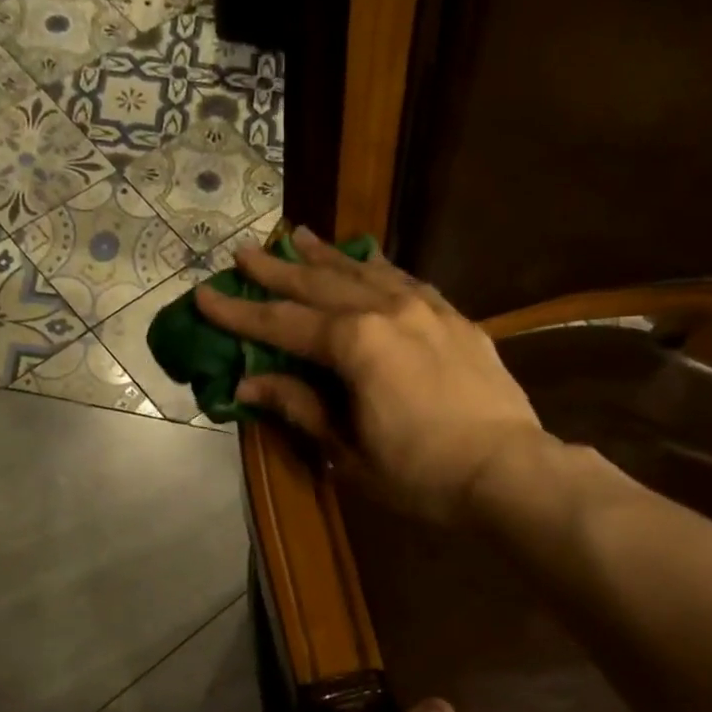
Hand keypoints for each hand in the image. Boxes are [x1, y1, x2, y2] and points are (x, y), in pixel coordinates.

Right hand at [195, 228, 547, 525]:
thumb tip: (249, 383)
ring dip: (326, 257)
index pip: (283, 323)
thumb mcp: (349, 450)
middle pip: (320, 285)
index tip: (204, 295)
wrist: (507, 470)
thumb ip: (301, 406)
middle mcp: (387, 311)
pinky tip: (367, 261)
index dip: (239, 312)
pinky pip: (407, 281)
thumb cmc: (420, 473)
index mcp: (355, 345)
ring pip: (364, 273)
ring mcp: (426, 309)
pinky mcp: (454, 319)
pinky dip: (378, 269)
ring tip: (299, 237)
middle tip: (244, 252)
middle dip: (278, 269)